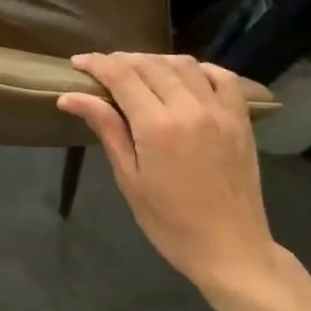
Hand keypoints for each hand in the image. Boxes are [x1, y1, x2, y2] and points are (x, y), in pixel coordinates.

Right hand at [56, 53, 280, 296]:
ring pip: (183, 64)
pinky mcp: (240, 119)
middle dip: (122, 60)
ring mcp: (220, 111)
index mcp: (157, 126)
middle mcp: (189, 108)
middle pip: (150, 64)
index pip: (121, 75)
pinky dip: (199, 68)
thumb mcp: (129, 178)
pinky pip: (222, 77)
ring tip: (139, 71)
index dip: (96, 63)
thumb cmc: (170, 222)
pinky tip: (184, 77)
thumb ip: (106, 128)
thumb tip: (70, 96)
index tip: (77, 63)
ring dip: (156, 61)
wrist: (231, 250)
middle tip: (103, 69)